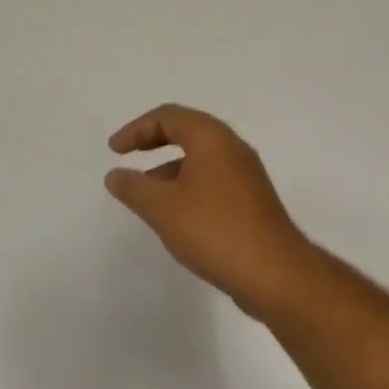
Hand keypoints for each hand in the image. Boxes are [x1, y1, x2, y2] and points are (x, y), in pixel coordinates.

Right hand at [103, 104, 314, 318]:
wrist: (274, 272)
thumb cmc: (214, 230)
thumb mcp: (162, 208)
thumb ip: (134, 188)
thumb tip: (116, 175)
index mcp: (212, 138)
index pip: (169, 116)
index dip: (137, 129)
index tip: (114, 151)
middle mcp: (233, 148)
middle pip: (188, 131)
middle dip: (154, 141)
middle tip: (128, 156)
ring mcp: (246, 174)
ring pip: (201, 158)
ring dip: (170, 168)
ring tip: (146, 194)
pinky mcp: (252, 200)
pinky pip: (213, 180)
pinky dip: (188, 186)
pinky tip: (176, 216)